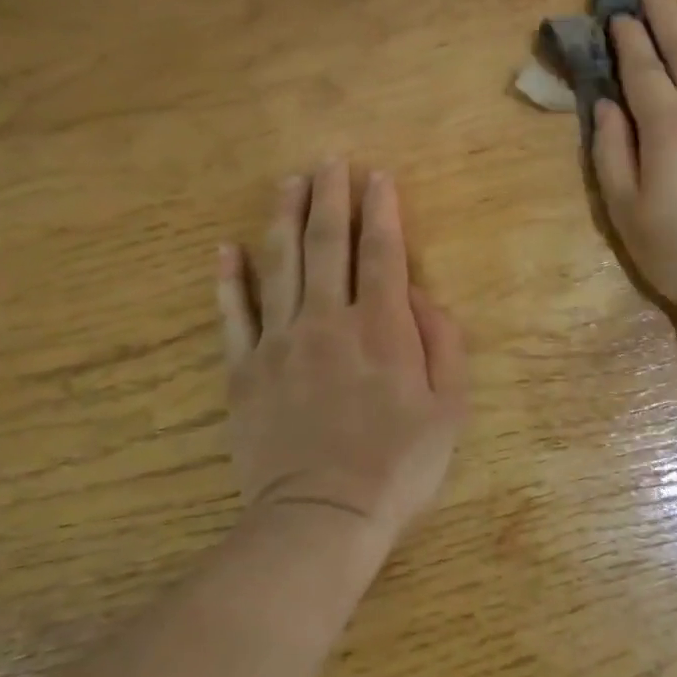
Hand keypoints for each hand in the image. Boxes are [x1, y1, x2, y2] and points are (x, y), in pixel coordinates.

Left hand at [217, 160, 468, 554]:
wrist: (322, 516)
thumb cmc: (397, 465)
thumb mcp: (449, 408)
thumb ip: (442, 342)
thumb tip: (419, 293)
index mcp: (381, 327)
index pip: (382, 252)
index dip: (381, 209)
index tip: (377, 176)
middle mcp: (329, 320)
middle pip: (328, 244)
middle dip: (331, 197)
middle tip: (330, 160)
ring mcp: (281, 342)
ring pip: (280, 264)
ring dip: (284, 218)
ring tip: (288, 182)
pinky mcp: (245, 369)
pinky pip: (234, 315)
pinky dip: (230, 279)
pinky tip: (227, 248)